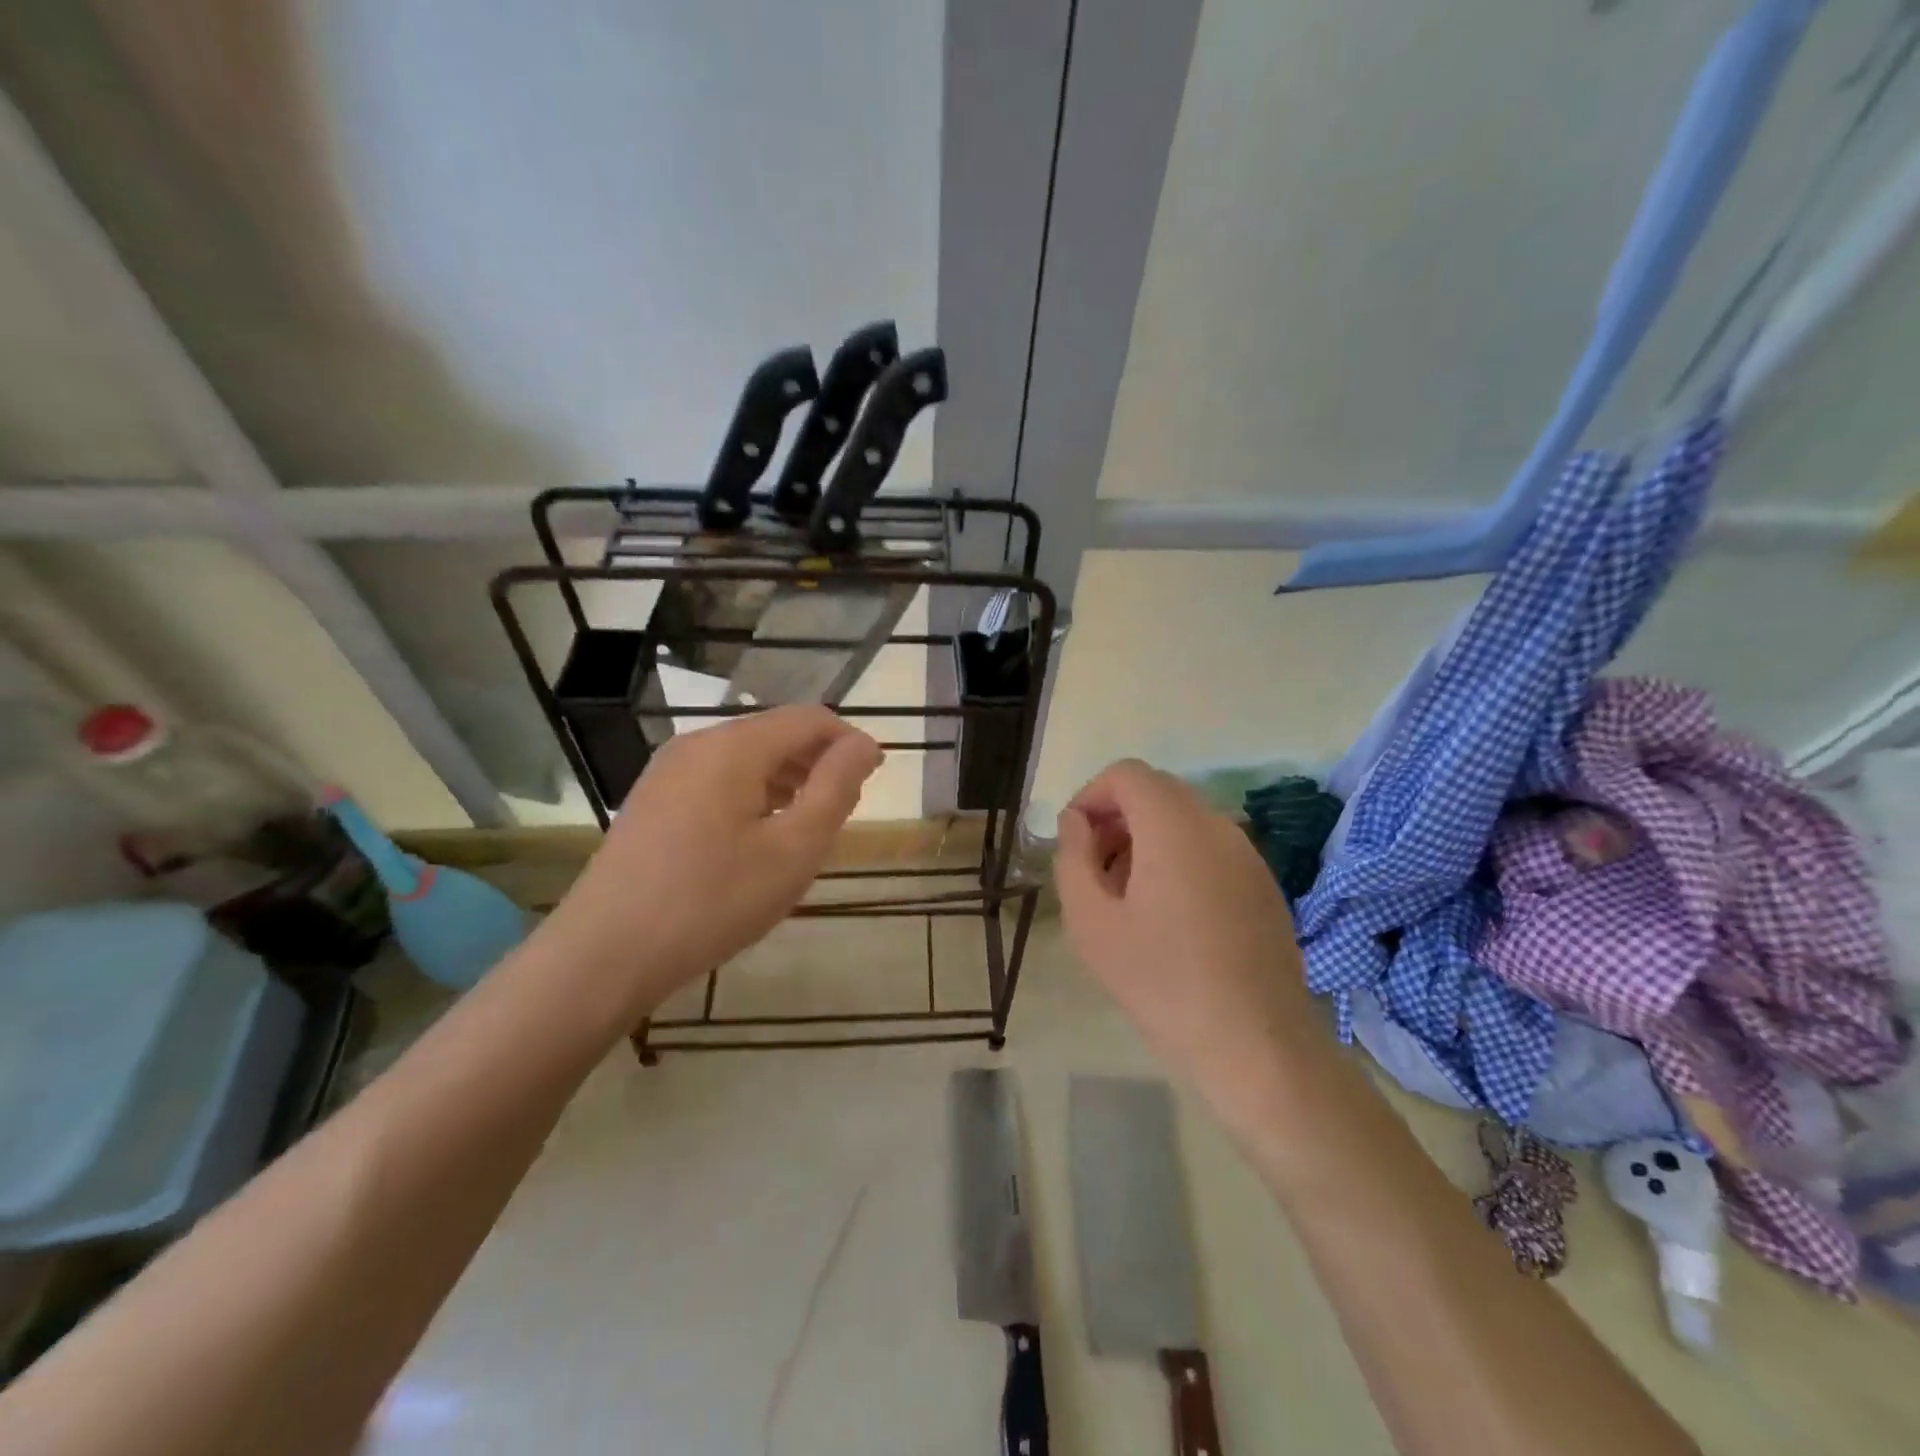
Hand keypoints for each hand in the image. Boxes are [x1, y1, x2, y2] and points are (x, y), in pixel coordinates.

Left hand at [545, 706, 880, 1019]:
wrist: (605, 953)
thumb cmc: (712, 900)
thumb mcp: (793, 848)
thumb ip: (836, 787)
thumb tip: (864, 743)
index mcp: (733, 746)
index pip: (809, 719)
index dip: (849, 742)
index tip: (873, 781)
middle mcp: (697, 743)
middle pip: (776, 734)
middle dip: (817, 764)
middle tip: (840, 815)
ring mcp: (668, 771)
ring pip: (746, 758)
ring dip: (786, 782)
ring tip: (805, 830)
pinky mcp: (653, 799)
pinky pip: (717, 780)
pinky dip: (752, 796)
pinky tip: (757, 840)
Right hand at [1055, 760, 1318, 1124]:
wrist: (1255, 1045)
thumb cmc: (1161, 981)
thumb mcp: (1091, 921)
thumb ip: (1073, 857)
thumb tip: (1076, 822)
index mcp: (1174, 826)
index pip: (1127, 774)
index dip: (1091, 795)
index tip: (1074, 839)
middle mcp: (1217, 825)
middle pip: (1157, 792)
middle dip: (1116, 818)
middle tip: (1094, 871)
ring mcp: (1248, 854)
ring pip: (1185, 820)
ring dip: (1146, 840)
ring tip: (1127, 898)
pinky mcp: (1264, 884)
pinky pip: (1211, 849)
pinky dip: (1179, 859)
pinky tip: (1170, 917)